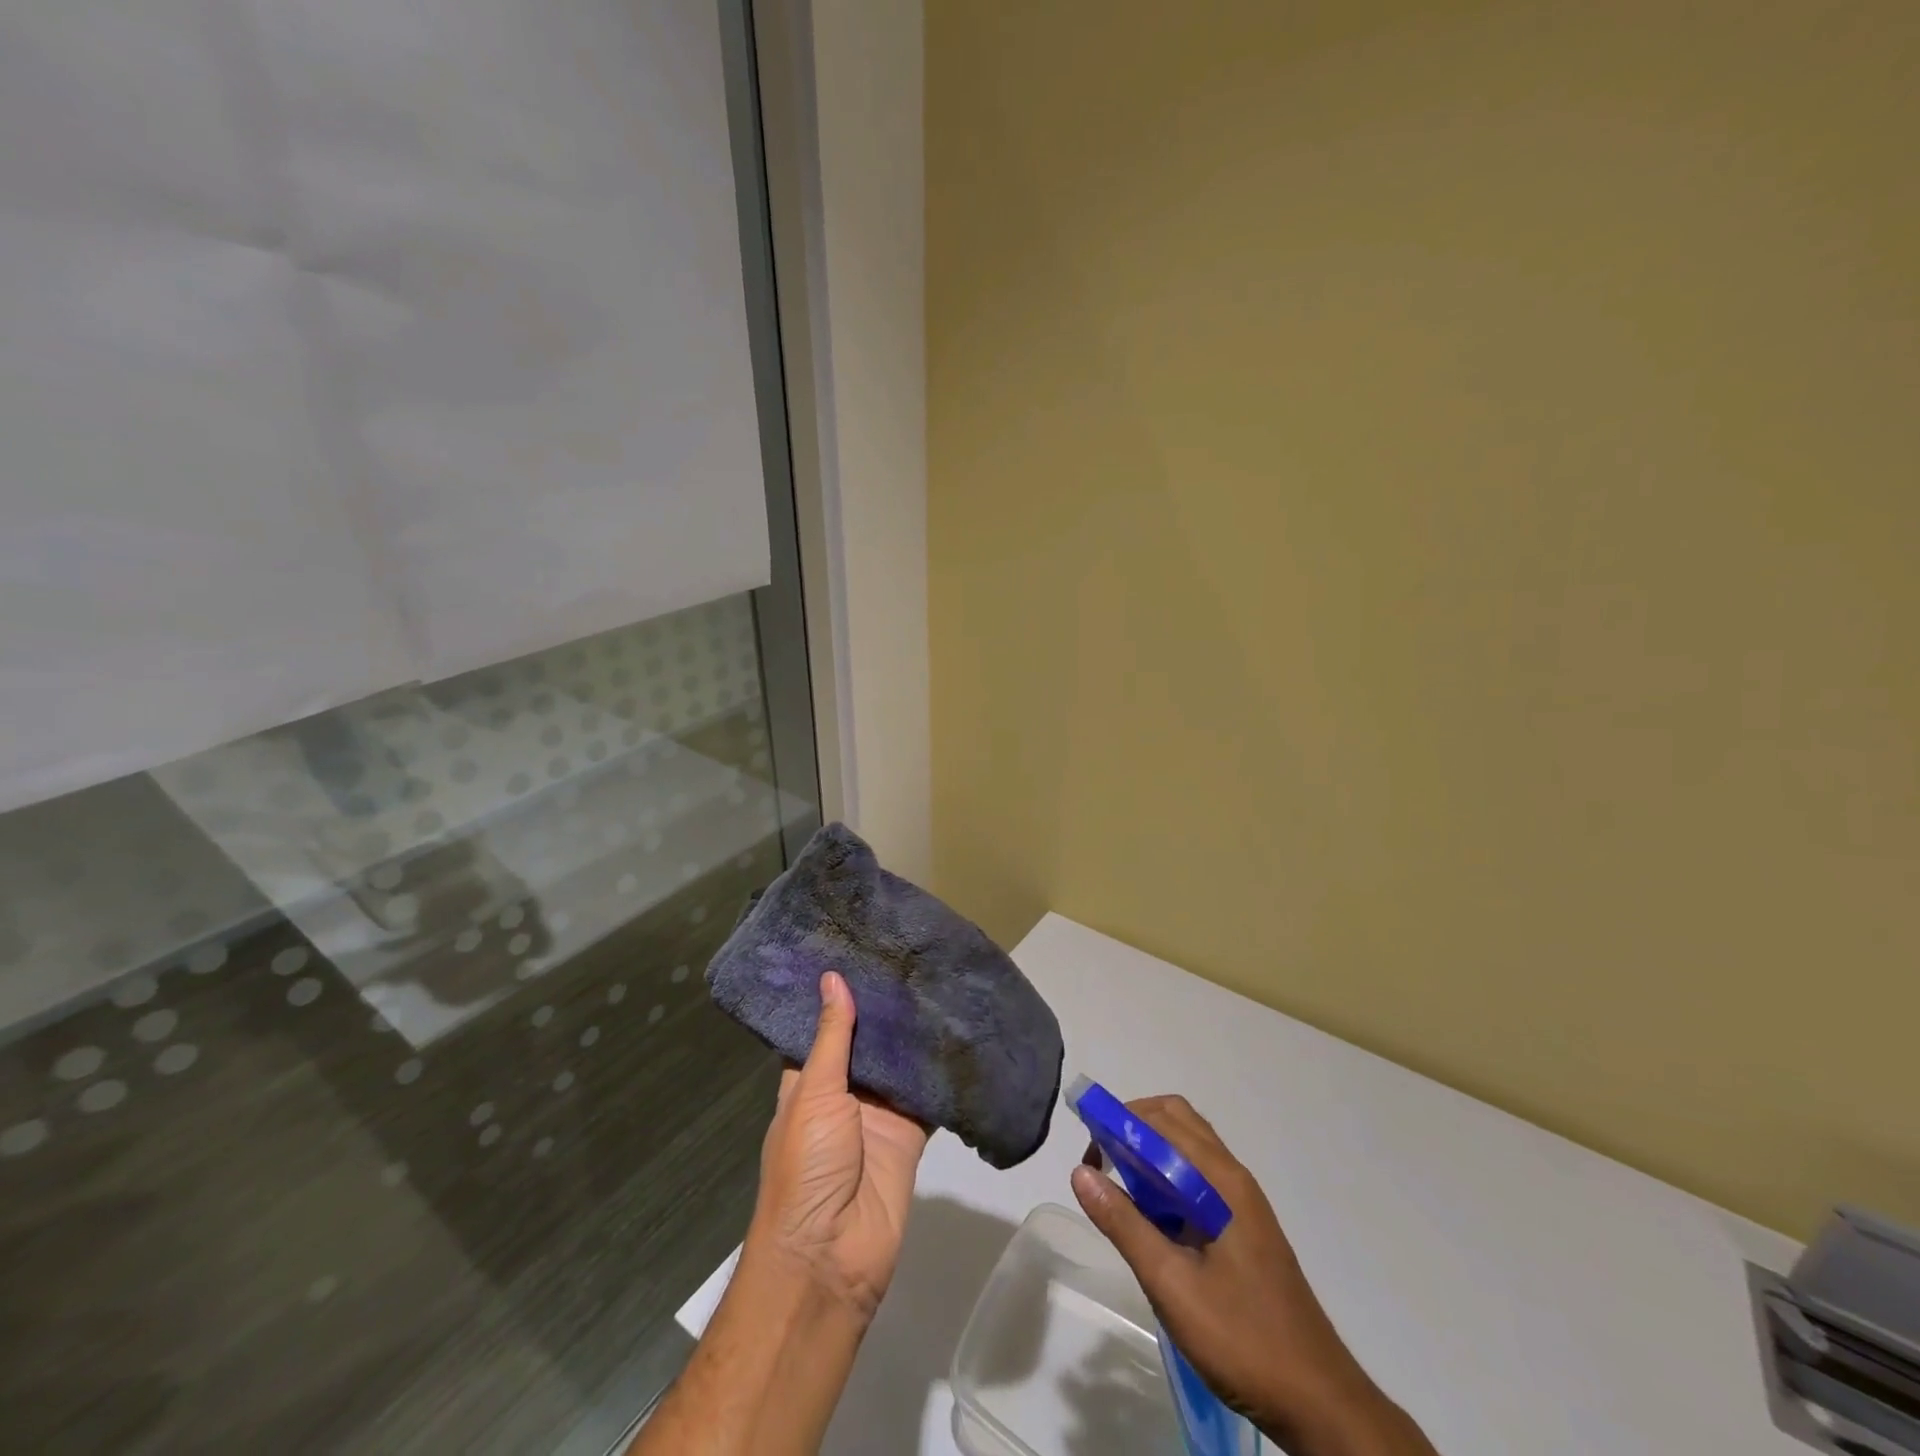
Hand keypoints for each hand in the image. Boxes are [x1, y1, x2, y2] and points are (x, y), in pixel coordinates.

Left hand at [750, 971, 930, 1320]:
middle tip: (910, 953)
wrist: (832, 1256)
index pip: (825, 1026)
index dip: (839, 993)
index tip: (859, 948)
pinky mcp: (911, 1134)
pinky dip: (941, 1071)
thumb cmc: (806, 1168)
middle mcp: (844, 1092)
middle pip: (867, 1042)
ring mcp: (879, 1114)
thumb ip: (832, 1038)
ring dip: (914, 1034)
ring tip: (937, 978)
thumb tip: (832, 977)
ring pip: (900, 1064)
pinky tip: (960, 1031)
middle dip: (884, 1008)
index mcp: (809, 1081)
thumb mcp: (813, 1095)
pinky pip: (928, 1095)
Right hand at [1070, 1095, 1435, 1455]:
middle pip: (1177, 1122)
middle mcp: (1233, 1177)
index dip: (1120, 1121)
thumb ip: (1125, 1225)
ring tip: (1119, 1189)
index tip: (1088, 1151)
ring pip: (1188, 1150)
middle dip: (1132, 1128)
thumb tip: (1080, 1172)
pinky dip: (1166, 1178)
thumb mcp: (1172, 1285)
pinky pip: (1197, 1178)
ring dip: (1149, 1153)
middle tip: (1100, 1165)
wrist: (1319, 1404)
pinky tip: (1151, 1220)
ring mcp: (1242, 1202)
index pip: (1164, 1119)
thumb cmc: (1243, 1340)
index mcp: (1222, 1180)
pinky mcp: (1243, 1227)